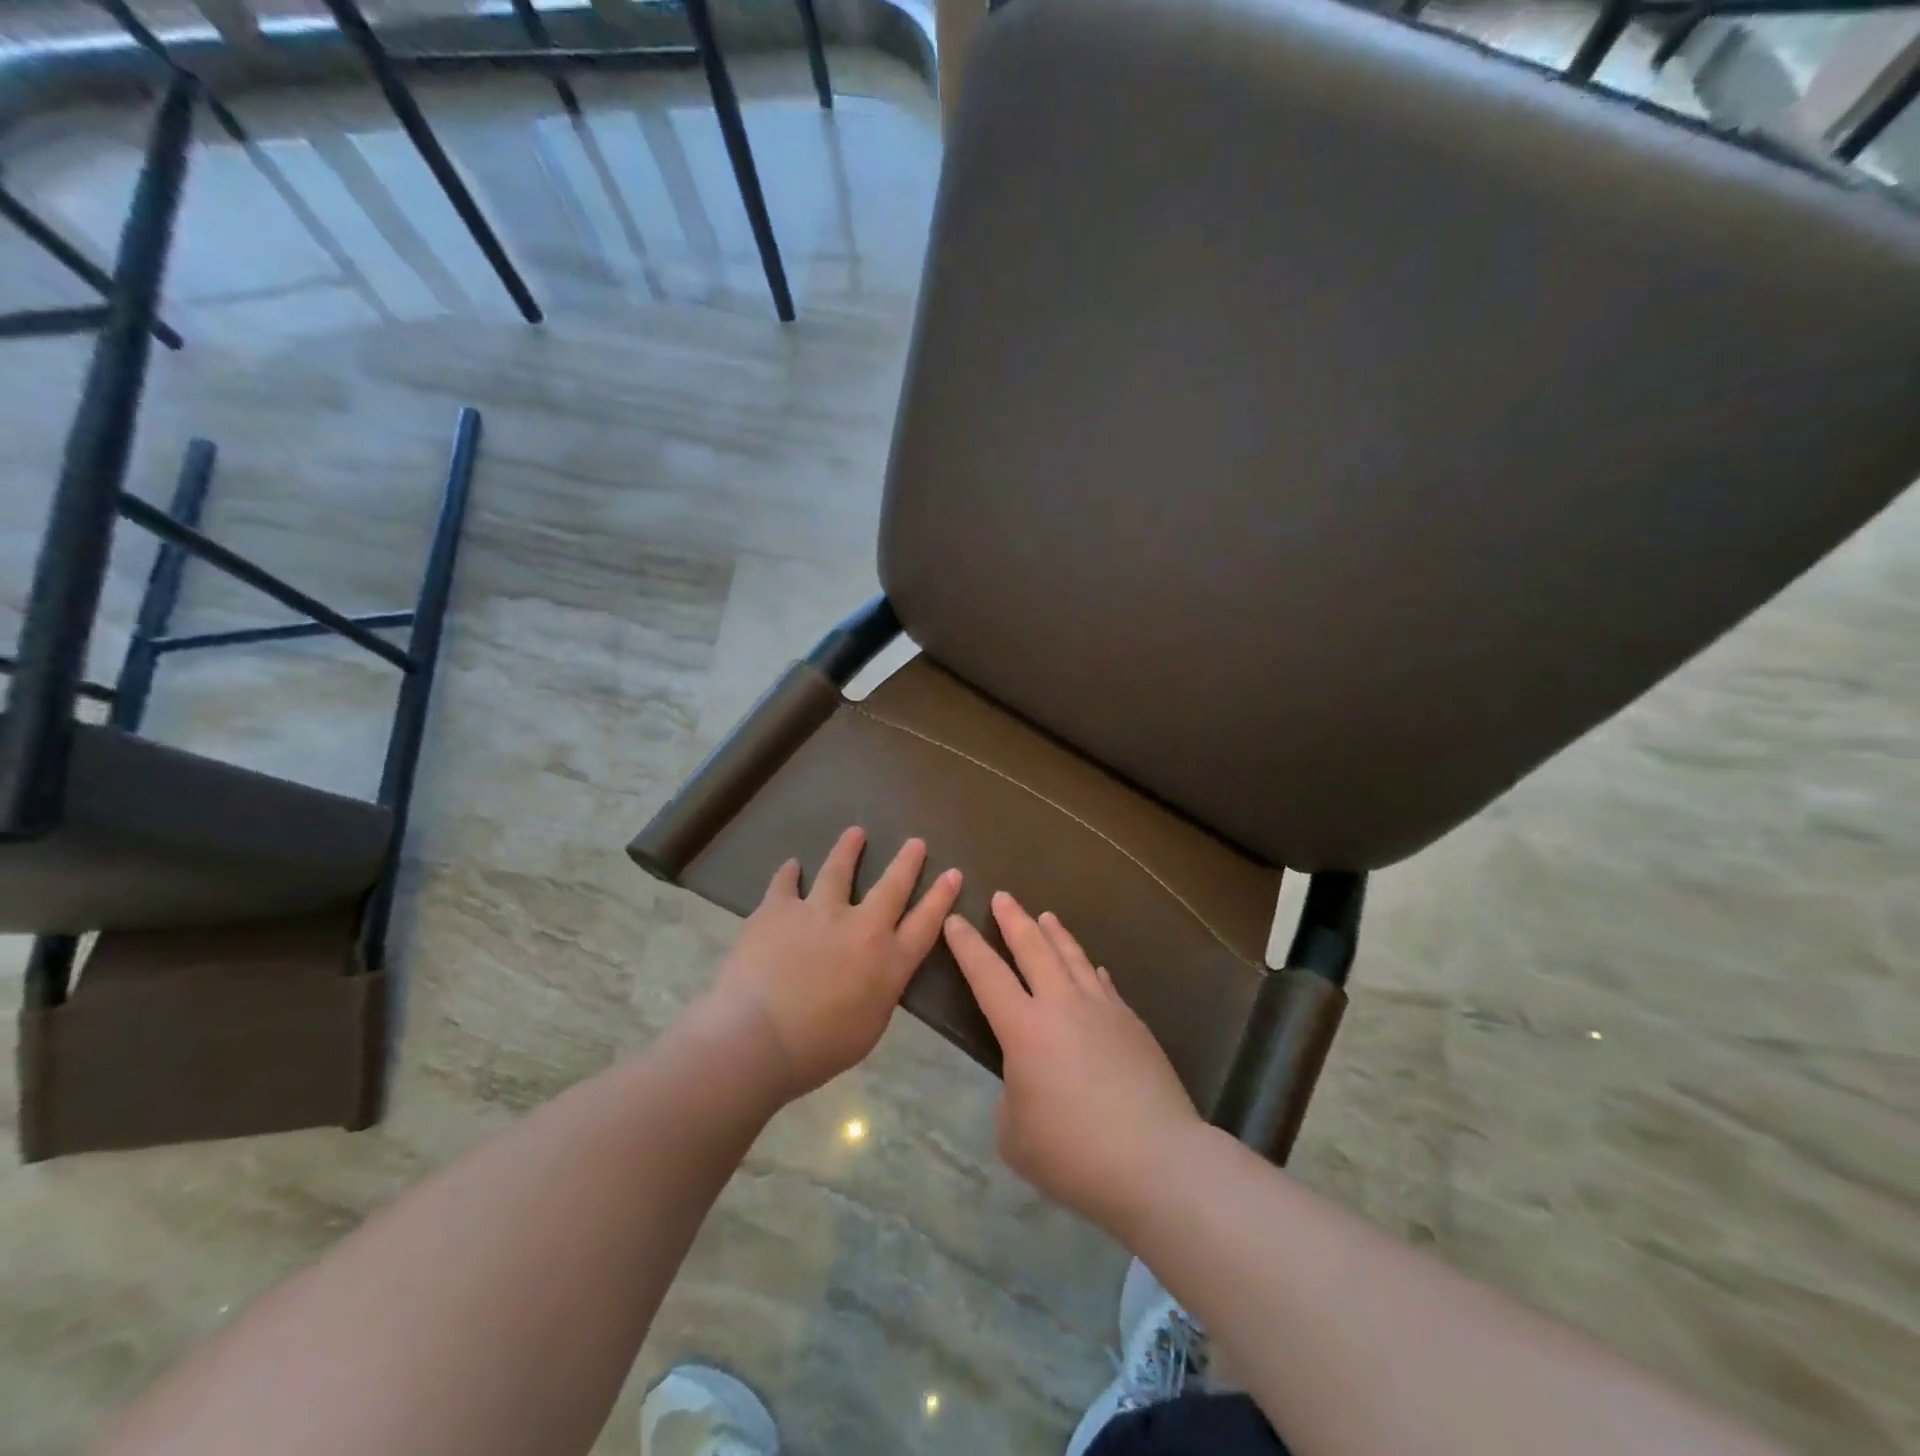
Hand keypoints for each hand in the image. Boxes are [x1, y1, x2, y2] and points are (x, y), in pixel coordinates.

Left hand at [701, 827, 961, 1100]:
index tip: (953, 873)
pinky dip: (790, 873)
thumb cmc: (817, 1049)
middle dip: (907, 862)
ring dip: (849, 850)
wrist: (756, 1038)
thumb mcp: (869, 1029)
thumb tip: (879, 973)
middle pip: (892, 887)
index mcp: (888, 962)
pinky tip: (792, 865)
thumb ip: (880, 993)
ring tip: (855, 833)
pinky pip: (785, 884)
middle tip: (915, 842)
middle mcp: (861, 927)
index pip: (925, 923)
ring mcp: (818, 912)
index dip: (941, 897)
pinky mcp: (778, 909)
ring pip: (838, 871)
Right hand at [944, 893, 1202, 1234]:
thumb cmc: (1073, 1153)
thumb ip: (1014, 1096)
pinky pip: (1105, 985)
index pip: (986, 975)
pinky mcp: (1133, 1024)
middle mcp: (1062, 1006)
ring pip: (1073, 957)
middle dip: (1014, 920)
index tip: (954, 919)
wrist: (1156, 1160)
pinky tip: (1094, 968)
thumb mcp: (1015, 1134)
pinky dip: (1092, 971)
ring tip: (1046, 916)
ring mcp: (1103, 1010)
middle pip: (1034, 949)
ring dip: (1055, 934)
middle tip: (1003, 897)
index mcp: (1024, 1029)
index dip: (967, 946)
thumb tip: (1032, 1078)